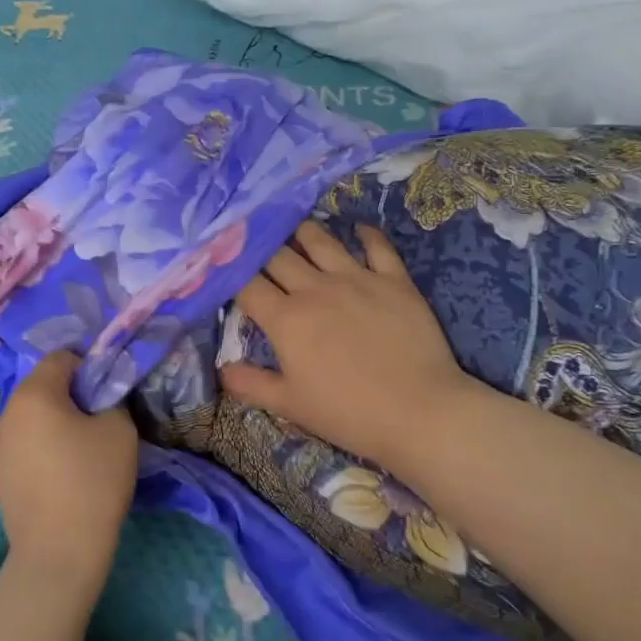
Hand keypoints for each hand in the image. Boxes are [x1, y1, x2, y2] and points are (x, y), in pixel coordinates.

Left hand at [0, 352, 137, 596]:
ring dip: (58, 420)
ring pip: (34, 416)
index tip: (111, 391)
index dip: (90, 366)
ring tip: (84, 449)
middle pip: (44, 385)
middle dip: (73, 394)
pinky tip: (65, 472)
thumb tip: (100, 397)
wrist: (58, 553)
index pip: (62, 357)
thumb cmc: (92, 482)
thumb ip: (111, 398)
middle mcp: (6, 412)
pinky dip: (45, 445)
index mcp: (32, 394)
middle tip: (102, 419)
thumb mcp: (119, 429)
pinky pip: (26, 442)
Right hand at [221, 221, 479, 473]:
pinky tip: (358, 229)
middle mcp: (316, 289)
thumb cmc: (347, 413)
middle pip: (278, 254)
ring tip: (294, 227)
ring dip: (302, 232)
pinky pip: (377, 246)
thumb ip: (251, 384)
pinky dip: (365, 234)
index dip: (230, 272)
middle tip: (253, 243)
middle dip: (260, 247)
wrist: (418, 412)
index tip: (223, 266)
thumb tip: (222, 369)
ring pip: (320, 240)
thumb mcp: (290, 405)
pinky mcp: (394, 280)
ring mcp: (357, 278)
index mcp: (286, 319)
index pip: (247, 284)